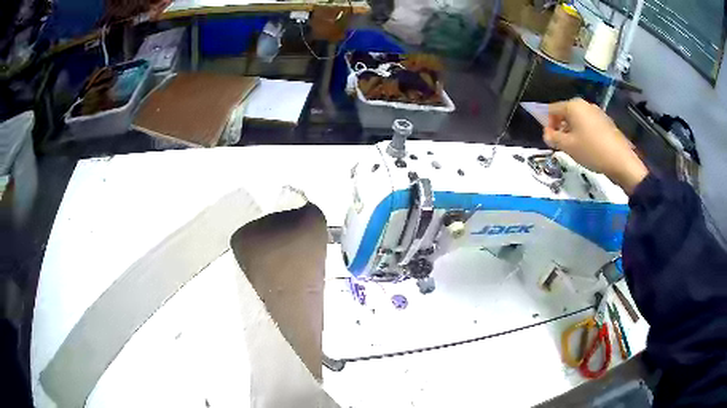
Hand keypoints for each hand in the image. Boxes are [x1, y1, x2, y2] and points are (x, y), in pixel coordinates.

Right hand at [544, 98, 647, 193]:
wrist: (621, 161)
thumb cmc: (591, 151)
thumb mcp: (568, 147)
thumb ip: (553, 138)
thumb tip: (546, 134)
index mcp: (573, 106)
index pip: (552, 109)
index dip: (547, 124)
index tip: (550, 140)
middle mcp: (584, 104)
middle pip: (566, 113)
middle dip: (561, 128)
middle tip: (562, 145)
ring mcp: (597, 112)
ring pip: (578, 119)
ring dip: (573, 131)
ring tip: (576, 148)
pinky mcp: (606, 122)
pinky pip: (589, 124)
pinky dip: (584, 133)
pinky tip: (589, 148)